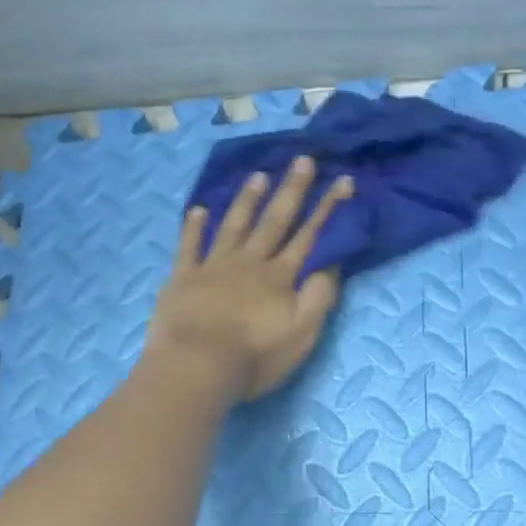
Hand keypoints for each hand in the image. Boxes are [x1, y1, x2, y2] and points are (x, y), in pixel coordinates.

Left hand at [146, 157, 353, 401]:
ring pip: (234, 225)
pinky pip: (189, 246)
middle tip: (302, 159)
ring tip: (258, 175)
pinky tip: (199, 210)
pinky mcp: (183, 278)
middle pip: (273, 221)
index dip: (328, 209)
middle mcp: (249, 263)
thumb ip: (318, 297)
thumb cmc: (254, 358)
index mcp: (279, 278)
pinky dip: (194, 226)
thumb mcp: (301, 335)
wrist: (196, 366)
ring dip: (247, 200)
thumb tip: (332, 262)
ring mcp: (213, 267)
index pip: (309, 236)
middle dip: (291, 190)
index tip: (342, 180)